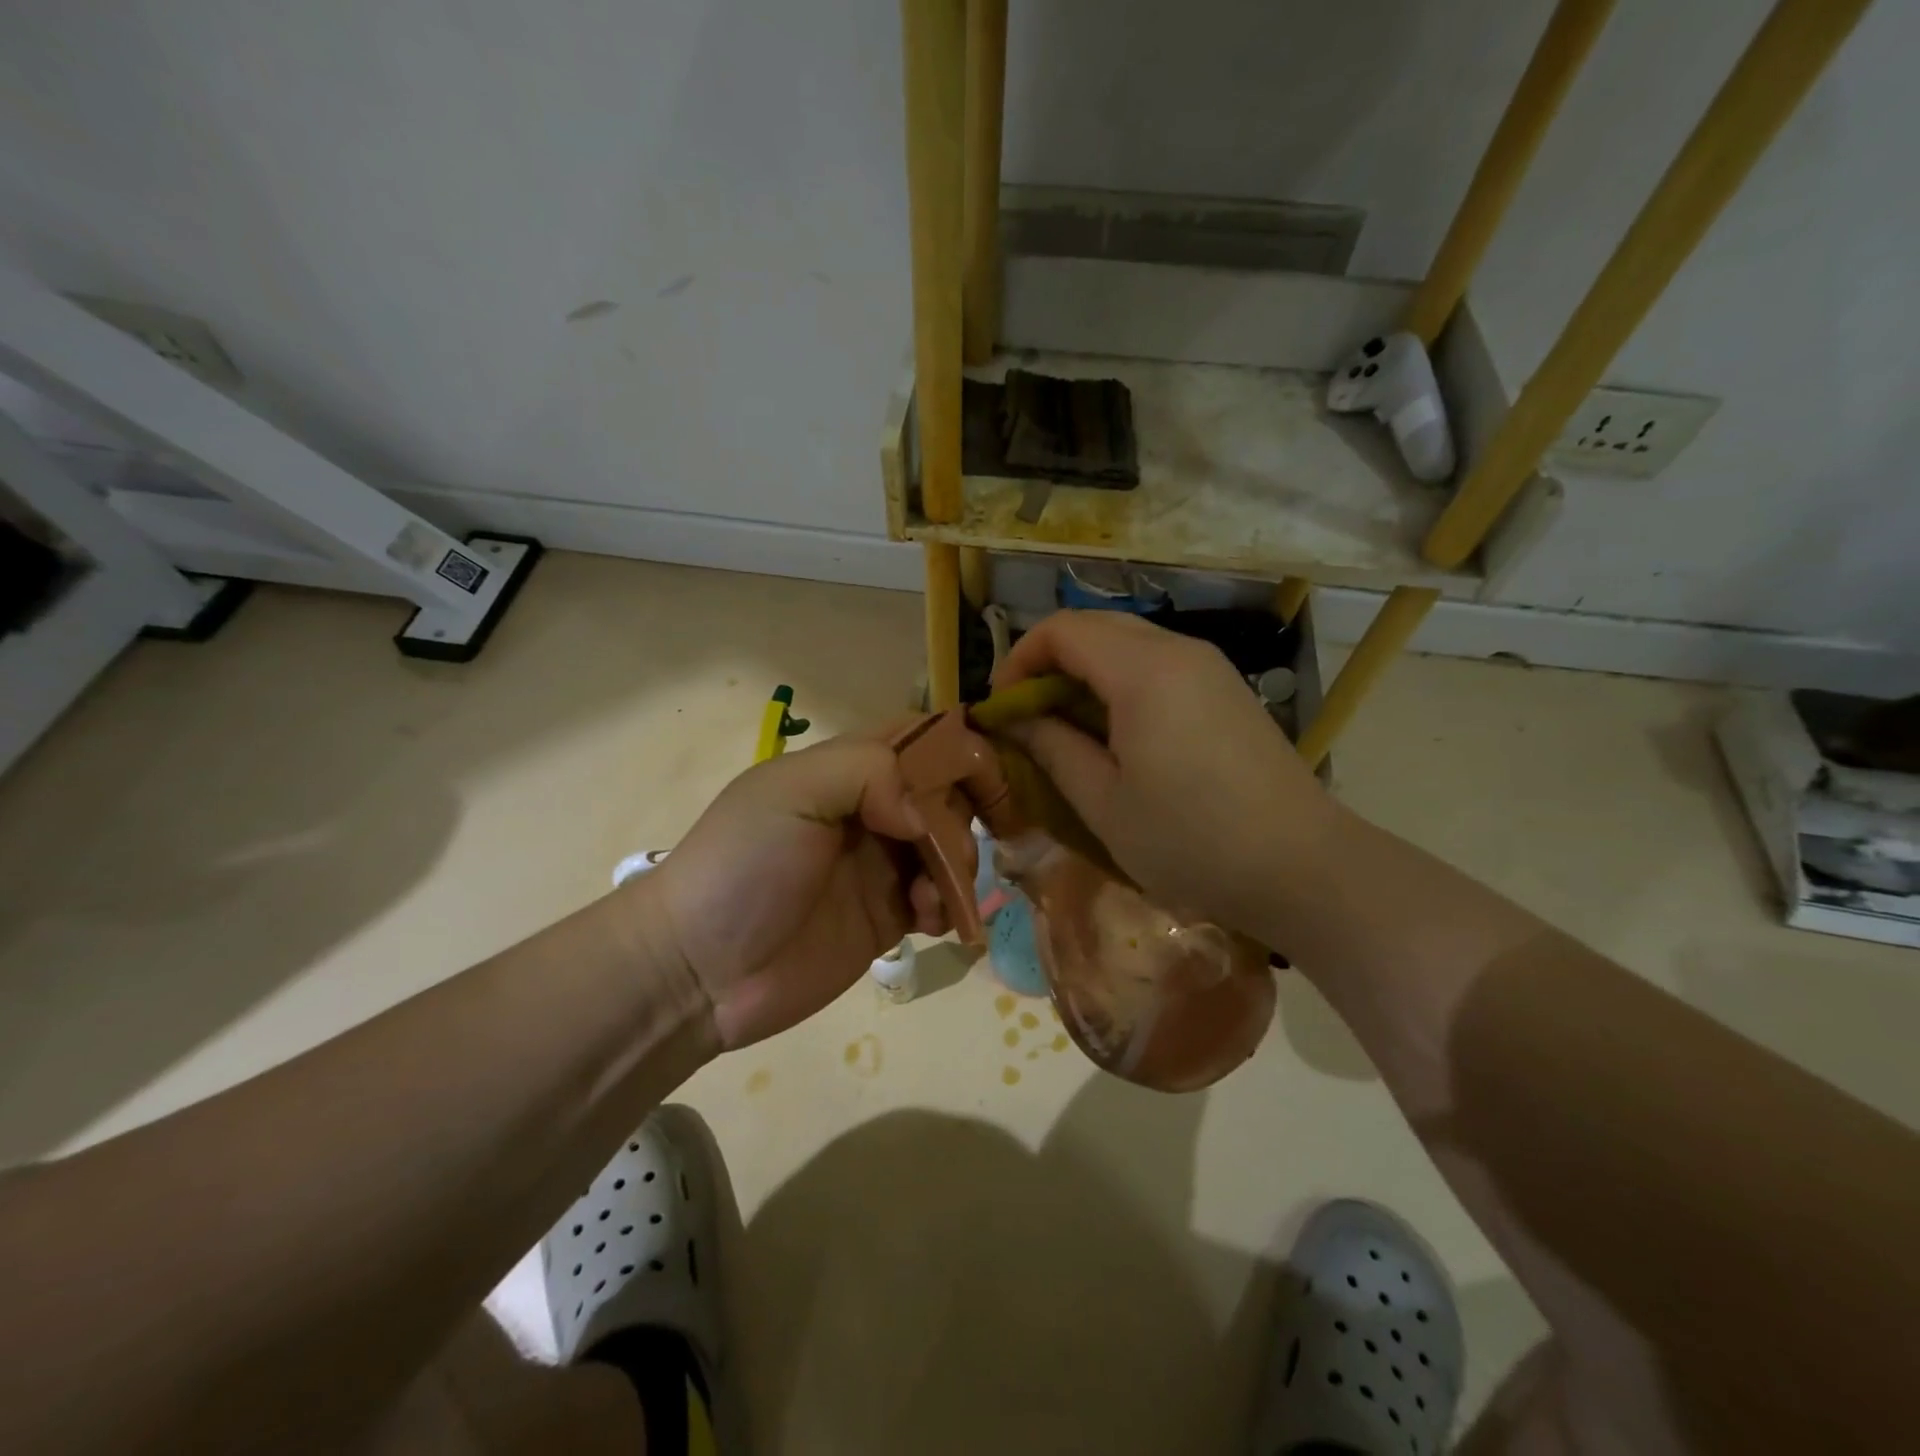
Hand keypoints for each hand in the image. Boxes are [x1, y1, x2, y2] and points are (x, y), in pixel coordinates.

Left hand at [632, 735, 947, 1049]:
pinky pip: (938, 900)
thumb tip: (920, 814)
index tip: (989, 776)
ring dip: (956, 866)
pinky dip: (946, 904)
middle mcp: (870, 812)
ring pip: (949, 847)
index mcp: (846, 771)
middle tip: (946, 853)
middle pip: (944, 794)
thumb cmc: (742, 865)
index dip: (958, 749)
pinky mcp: (886, 917)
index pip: (918, 739)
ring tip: (930, 896)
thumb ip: (866, 772)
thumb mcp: (792, 791)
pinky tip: (926, 920)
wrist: (699, 969)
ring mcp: (879, 866)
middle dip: (960, 818)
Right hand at [995, 610, 1340, 942]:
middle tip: (1029, 717)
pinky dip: (1121, 683)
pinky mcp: (1226, 689)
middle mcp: (1178, 650)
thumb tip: (1013, 717)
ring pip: (1128, 643)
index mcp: (1143, 671)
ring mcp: (1209, 667)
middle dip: (1049, 663)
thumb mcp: (1104, 802)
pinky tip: (1119, 734)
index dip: (1018, 660)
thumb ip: (1052, 747)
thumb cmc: (1190, 840)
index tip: (1003, 709)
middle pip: (1095, 626)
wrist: (1302, 867)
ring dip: (1085, 673)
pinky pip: (1158, 664)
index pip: (1061, 630)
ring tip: (1069, 729)